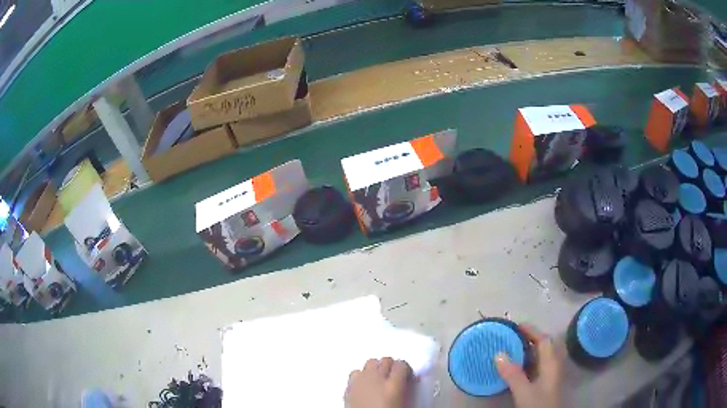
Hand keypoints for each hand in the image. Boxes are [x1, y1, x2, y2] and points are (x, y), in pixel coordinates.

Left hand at [345, 358, 412, 407]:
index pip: (402, 364)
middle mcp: (376, 379)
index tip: (407, 375)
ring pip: (370, 362)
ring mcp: (360, 381)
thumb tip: (409, 382)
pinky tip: (365, 385)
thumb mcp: (404, 404)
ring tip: (379, 379)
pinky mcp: (348, 386)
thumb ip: (407, 390)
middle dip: (390, 366)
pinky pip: (356, 373)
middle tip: (394, 377)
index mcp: (394, 385)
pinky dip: (361, 375)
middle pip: (385, 360)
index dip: (405, 369)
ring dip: (376, 368)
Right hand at [495, 325, 561, 407]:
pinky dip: (525, 362)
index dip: (532, 330)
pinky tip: (514, 367)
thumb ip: (513, 374)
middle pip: (543, 346)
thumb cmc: (538, 405)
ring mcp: (549, 375)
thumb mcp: (524, 391)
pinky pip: (535, 366)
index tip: (515, 325)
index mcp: (551, 363)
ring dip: (526, 350)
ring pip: (539, 356)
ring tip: (509, 348)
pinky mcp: (544, 384)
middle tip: (510, 336)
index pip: (544, 340)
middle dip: (529, 338)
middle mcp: (552, 366)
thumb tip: (499, 354)